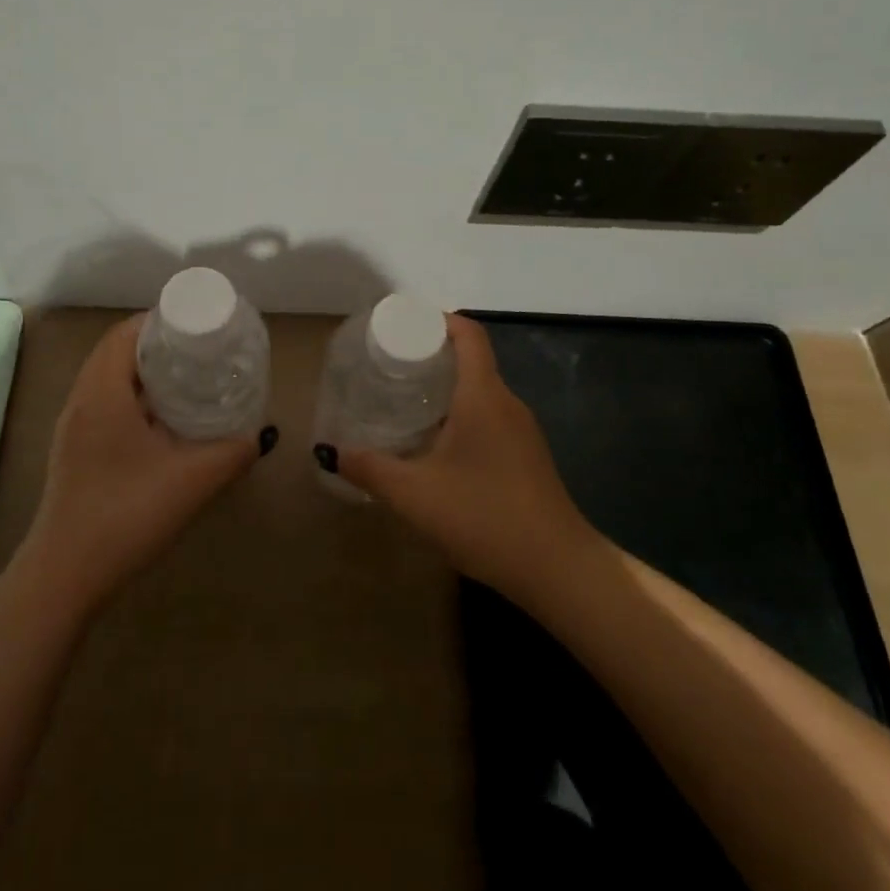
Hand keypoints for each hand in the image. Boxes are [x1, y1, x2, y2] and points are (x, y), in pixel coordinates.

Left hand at [17, 316, 272, 615]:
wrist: (65, 576)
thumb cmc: (126, 515)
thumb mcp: (192, 481)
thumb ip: (232, 452)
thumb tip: (258, 435)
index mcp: (102, 393)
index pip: (125, 333)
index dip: (159, 321)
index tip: (197, 324)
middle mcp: (81, 401)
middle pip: (116, 352)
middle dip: (157, 344)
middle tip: (199, 350)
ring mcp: (74, 428)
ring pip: (108, 379)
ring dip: (143, 372)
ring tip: (187, 378)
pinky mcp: (75, 452)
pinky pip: (105, 404)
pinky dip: (133, 397)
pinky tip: (163, 421)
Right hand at [332, 316, 592, 600]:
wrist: (558, 570)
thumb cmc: (484, 517)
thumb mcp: (415, 495)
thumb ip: (370, 469)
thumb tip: (331, 452)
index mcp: (484, 396)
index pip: (469, 334)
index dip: (438, 320)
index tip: (403, 325)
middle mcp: (507, 403)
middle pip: (472, 361)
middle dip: (431, 356)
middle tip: (389, 366)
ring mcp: (522, 432)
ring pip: (480, 393)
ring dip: (445, 390)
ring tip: (404, 402)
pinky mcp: (527, 457)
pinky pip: (490, 419)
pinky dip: (460, 416)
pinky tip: (435, 446)